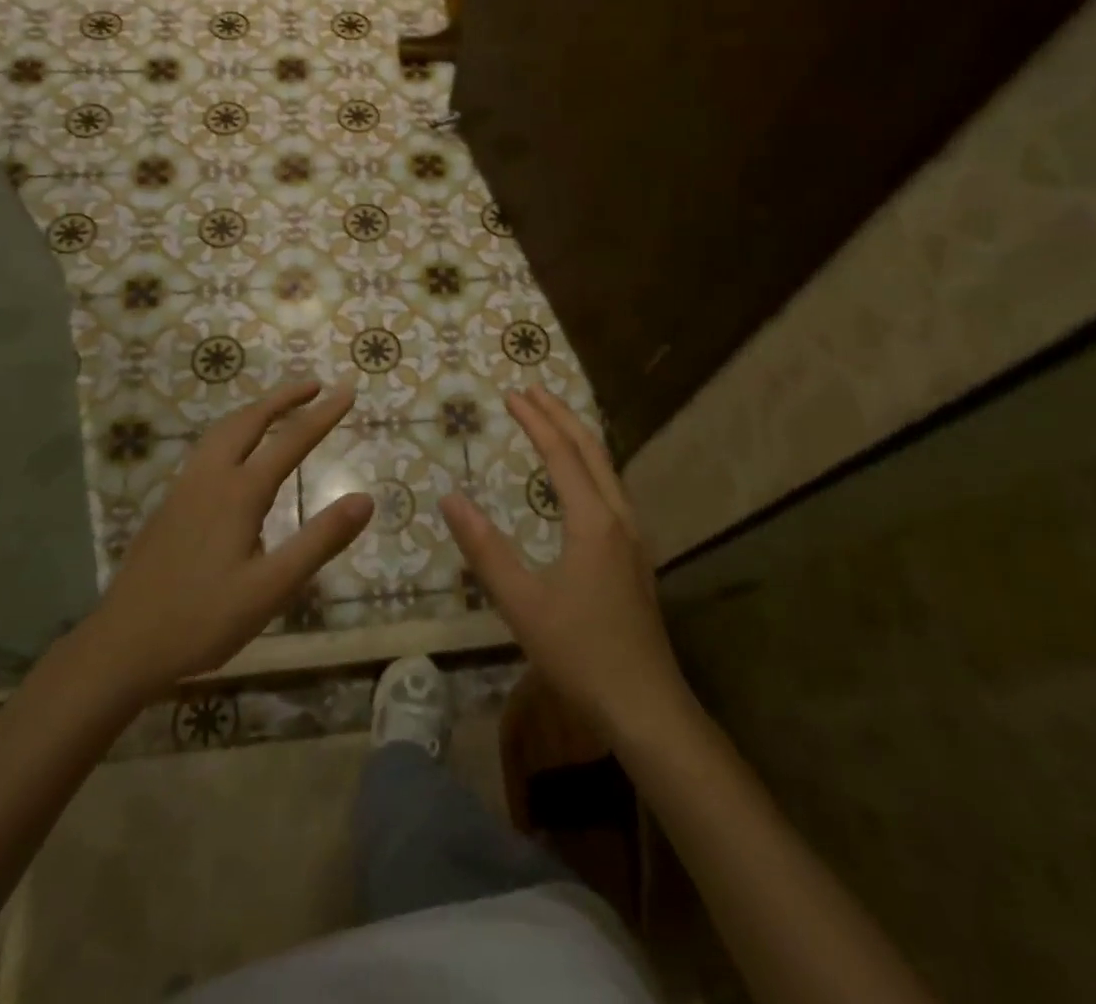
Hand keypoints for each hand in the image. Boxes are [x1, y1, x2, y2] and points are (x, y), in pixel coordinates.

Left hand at [92, 381, 372, 697]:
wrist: (121, 647)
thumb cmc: (202, 620)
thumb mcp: (272, 588)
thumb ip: (320, 540)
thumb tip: (366, 499)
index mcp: (239, 493)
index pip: (291, 440)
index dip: (323, 414)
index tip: (348, 390)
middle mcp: (210, 478)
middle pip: (249, 421)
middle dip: (284, 398)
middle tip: (314, 385)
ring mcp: (183, 490)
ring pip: (221, 431)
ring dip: (255, 411)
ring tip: (278, 408)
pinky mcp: (168, 506)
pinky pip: (206, 449)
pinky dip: (232, 432)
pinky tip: (234, 454)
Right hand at [441, 386, 690, 742]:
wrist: (646, 705)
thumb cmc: (580, 653)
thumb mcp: (522, 602)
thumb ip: (485, 549)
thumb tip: (450, 499)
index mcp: (593, 521)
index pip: (561, 454)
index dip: (535, 421)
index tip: (511, 394)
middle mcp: (619, 517)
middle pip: (591, 450)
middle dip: (561, 415)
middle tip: (532, 390)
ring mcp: (634, 537)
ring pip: (607, 468)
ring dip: (579, 438)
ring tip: (554, 421)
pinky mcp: (636, 556)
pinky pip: (612, 489)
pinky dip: (590, 465)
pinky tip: (580, 480)